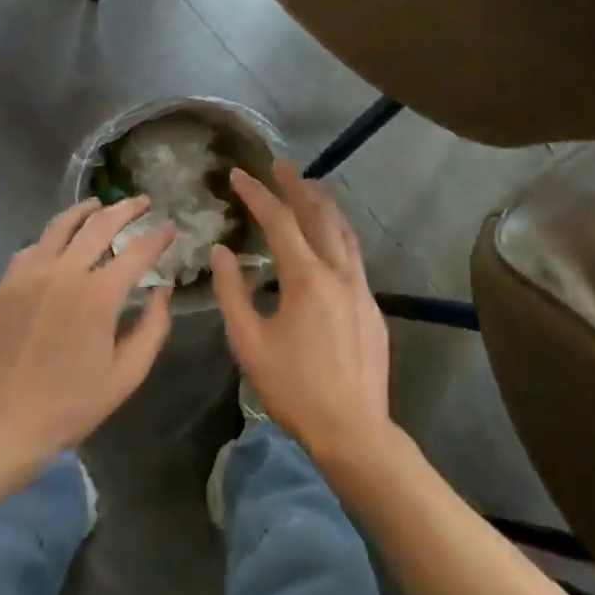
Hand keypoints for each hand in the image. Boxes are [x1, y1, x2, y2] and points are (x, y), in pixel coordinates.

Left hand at [0, 198, 175, 466]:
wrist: (3, 422)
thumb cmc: (72, 404)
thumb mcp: (127, 374)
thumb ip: (153, 327)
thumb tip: (163, 290)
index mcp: (98, 295)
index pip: (138, 251)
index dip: (158, 237)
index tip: (171, 228)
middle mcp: (65, 271)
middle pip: (100, 224)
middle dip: (127, 209)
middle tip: (143, 202)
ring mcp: (31, 272)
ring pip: (62, 225)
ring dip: (87, 210)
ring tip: (102, 204)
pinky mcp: (8, 281)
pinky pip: (35, 245)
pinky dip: (54, 236)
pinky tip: (62, 240)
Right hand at [211, 162, 392, 467]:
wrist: (353, 429)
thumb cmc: (294, 388)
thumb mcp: (249, 342)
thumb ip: (233, 292)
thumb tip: (222, 252)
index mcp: (306, 278)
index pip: (280, 222)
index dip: (258, 194)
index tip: (239, 174)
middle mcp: (339, 273)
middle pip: (319, 216)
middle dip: (298, 186)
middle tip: (282, 164)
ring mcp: (361, 288)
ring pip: (344, 233)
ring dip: (325, 206)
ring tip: (309, 187)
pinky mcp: (372, 306)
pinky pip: (353, 255)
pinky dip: (338, 233)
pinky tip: (329, 240)